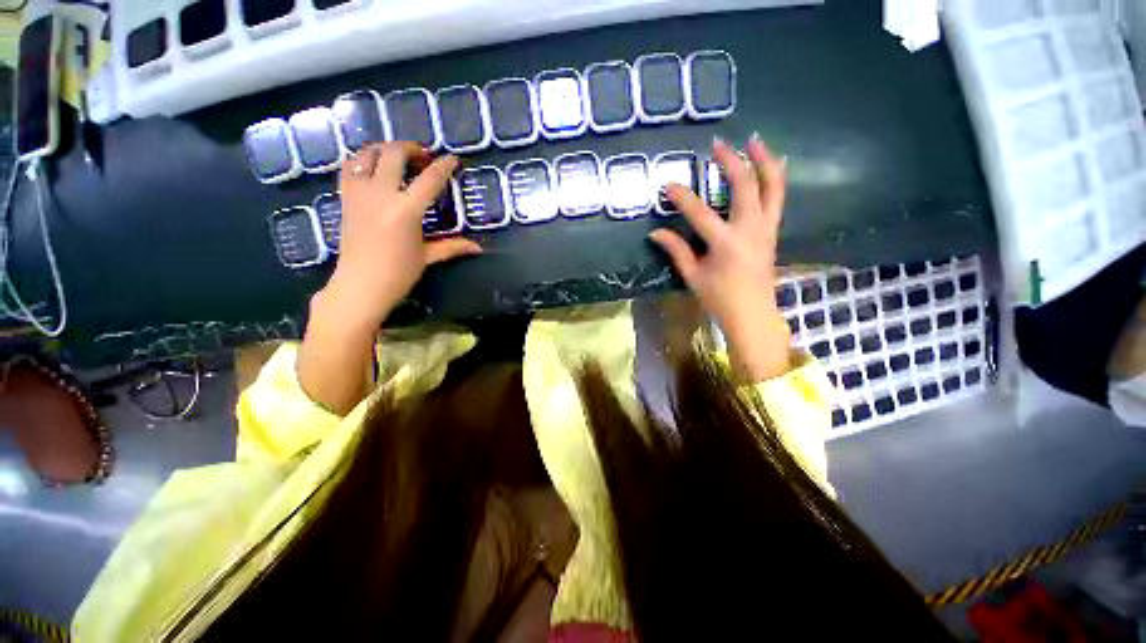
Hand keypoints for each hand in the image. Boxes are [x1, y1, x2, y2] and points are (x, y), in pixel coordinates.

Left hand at [322, 141, 481, 326]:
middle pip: (394, 153)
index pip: (429, 179)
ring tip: (397, 158)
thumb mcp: (428, 256)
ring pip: (367, 153)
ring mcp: (359, 193)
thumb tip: (478, 248)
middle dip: (411, 148)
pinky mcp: (345, 197)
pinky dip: (361, 159)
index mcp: (407, 210)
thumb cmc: (399, 272)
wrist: (361, 283)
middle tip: (423, 158)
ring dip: (385, 149)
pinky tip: (372, 167)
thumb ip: (453, 246)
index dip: (443, 166)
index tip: (452, 159)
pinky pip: (349, 166)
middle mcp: (381, 194)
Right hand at [649, 135, 791, 381]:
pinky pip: (778, 197)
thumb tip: (655, 233)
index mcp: (725, 244)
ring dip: (763, 160)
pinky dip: (776, 177)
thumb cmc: (719, 298)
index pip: (700, 213)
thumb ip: (676, 251)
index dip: (682, 197)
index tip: (668, 184)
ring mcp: (766, 228)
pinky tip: (773, 164)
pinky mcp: (773, 230)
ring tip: (754, 140)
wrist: (753, 313)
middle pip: (744, 185)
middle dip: (731, 161)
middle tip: (717, 145)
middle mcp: (750, 229)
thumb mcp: (692, 276)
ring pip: (772, 185)